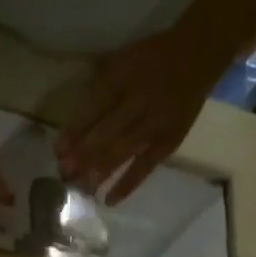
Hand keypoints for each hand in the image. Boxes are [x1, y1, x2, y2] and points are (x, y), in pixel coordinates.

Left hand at [54, 24, 231, 203]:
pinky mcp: (168, 142)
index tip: (57, 150)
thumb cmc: (150, 59)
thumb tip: (72, 121)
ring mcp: (155, 125)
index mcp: (124, 77)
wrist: (198, 56)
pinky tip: (109, 200)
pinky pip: (145, 167)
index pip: (95, 107)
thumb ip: (96, 85)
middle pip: (106, 133)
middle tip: (63, 175)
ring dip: (98, 172)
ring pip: (122, 152)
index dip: (75, 130)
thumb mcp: (120, 60)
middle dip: (82, 156)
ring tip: (79, 188)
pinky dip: (127, 184)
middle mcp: (139, 101)